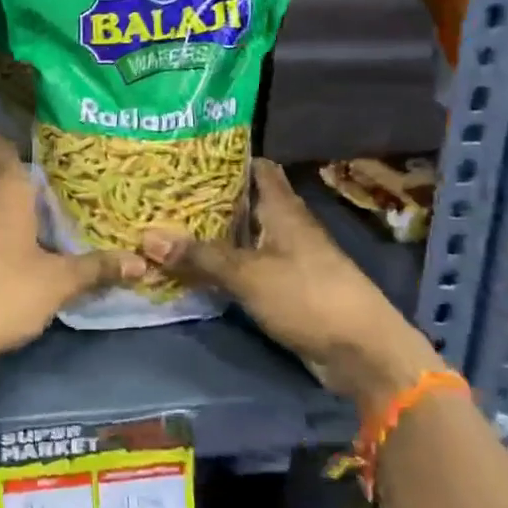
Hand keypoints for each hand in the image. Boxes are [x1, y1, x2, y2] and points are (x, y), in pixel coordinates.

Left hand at [0, 136, 144, 371]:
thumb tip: (141, 262)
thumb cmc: (3, 294)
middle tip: (53, 207)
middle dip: (22, 191)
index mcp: (2, 188)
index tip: (47, 157)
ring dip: (0, 215)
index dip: (23, 144)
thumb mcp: (57, 283)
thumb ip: (97, 268)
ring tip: (30, 236)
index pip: (5, 144)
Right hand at [141, 159, 436, 408]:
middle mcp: (285, 226)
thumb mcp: (248, 274)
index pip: (256, 167)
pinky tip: (192, 267)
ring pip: (243, 236)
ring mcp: (287, 257)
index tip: (187, 155)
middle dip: (207, 198)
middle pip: (244, 202)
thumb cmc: (308, 296)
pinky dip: (222, 264)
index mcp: (282, 208)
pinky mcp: (284, 287)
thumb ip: (199, 256)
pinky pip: (245, 267)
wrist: (361, 352)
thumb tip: (147, 238)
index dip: (225, 158)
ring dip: (212, 234)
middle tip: (162, 193)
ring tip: (167, 226)